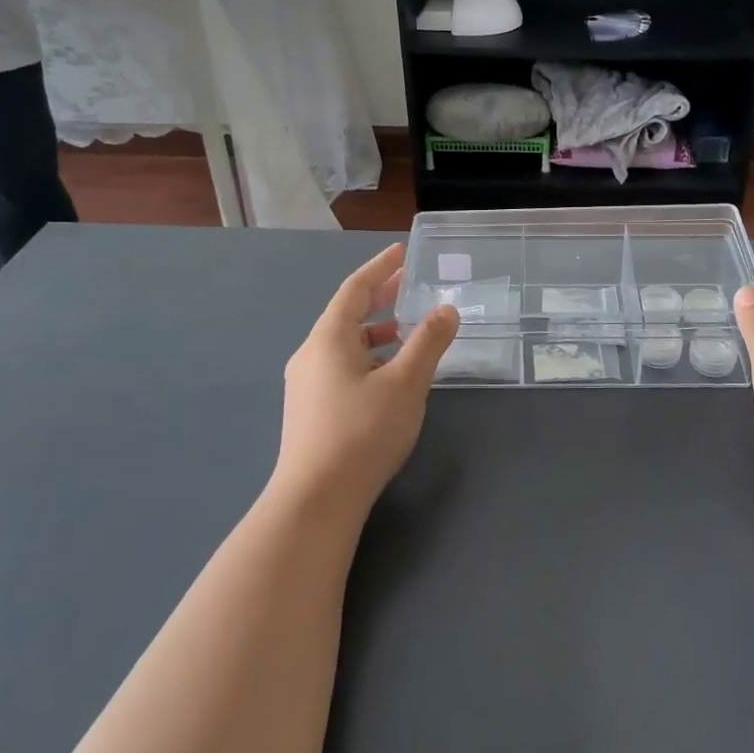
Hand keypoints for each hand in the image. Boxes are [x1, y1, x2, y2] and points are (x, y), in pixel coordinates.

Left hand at [276, 244, 458, 518]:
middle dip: (379, 297)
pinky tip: (389, 376)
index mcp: (328, 338)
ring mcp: (307, 385)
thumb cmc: (362, 432)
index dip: (379, 268)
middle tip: (409, 285)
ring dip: (376, 331)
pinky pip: (342, 366)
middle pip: (347, 314)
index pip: (355, 289)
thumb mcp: (406, 383)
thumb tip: (446, 310)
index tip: (401, 252)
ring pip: (345, 344)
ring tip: (408, 331)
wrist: (316, 500)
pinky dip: (369, 357)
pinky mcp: (311, 410)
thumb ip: (428, 342)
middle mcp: (312, 355)